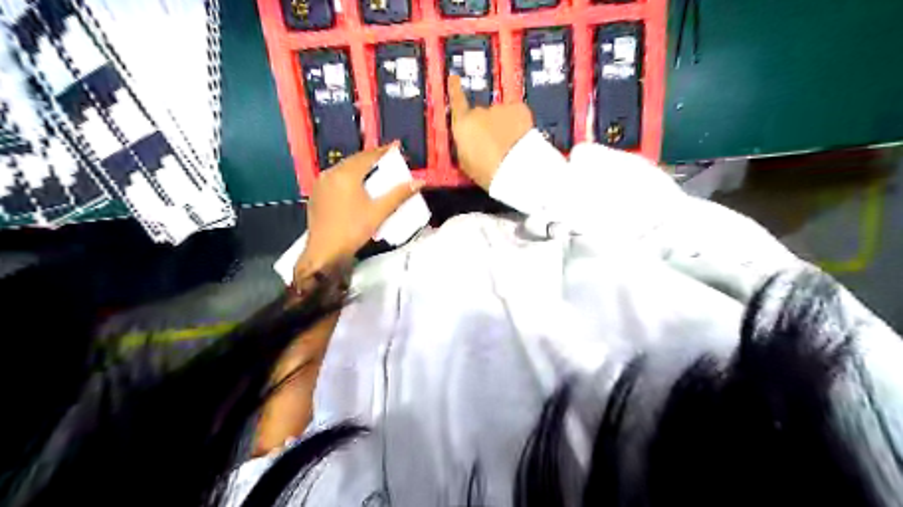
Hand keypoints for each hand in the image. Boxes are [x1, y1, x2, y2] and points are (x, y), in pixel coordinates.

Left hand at [294, 144, 424, 283]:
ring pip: (343, 169)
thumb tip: (420, 181)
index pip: (368, 156)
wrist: (325, 252)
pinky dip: (348, 178)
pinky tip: (356, 186)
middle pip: (355, 160)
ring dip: (360, 168)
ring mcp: (321, 184)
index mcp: (346, 174)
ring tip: (374, 172)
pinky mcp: (316, 195)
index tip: (397, 148)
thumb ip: (399, 194)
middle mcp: (331, 173)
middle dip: (372, 159)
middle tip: (388, 160)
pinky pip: (335, 179)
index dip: (384, 151)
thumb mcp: (379, 212)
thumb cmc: (353, 230)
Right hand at [447, 74, 529, 189]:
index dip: (454, 89)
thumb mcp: (466, 163)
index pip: (456, 102)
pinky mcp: (519, 109)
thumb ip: (465, 146)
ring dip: (503, 125)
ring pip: (501, 115)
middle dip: (487, 126)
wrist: (515, 169)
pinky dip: (518, 123)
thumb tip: (468, 140)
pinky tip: (521, 138)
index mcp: (462, 125)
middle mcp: (479, 111)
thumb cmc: (486, 172)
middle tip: (494, 144)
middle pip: (481, 115)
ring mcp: (500, 108)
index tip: (454, 77)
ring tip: (510, 145)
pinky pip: (516, 114)